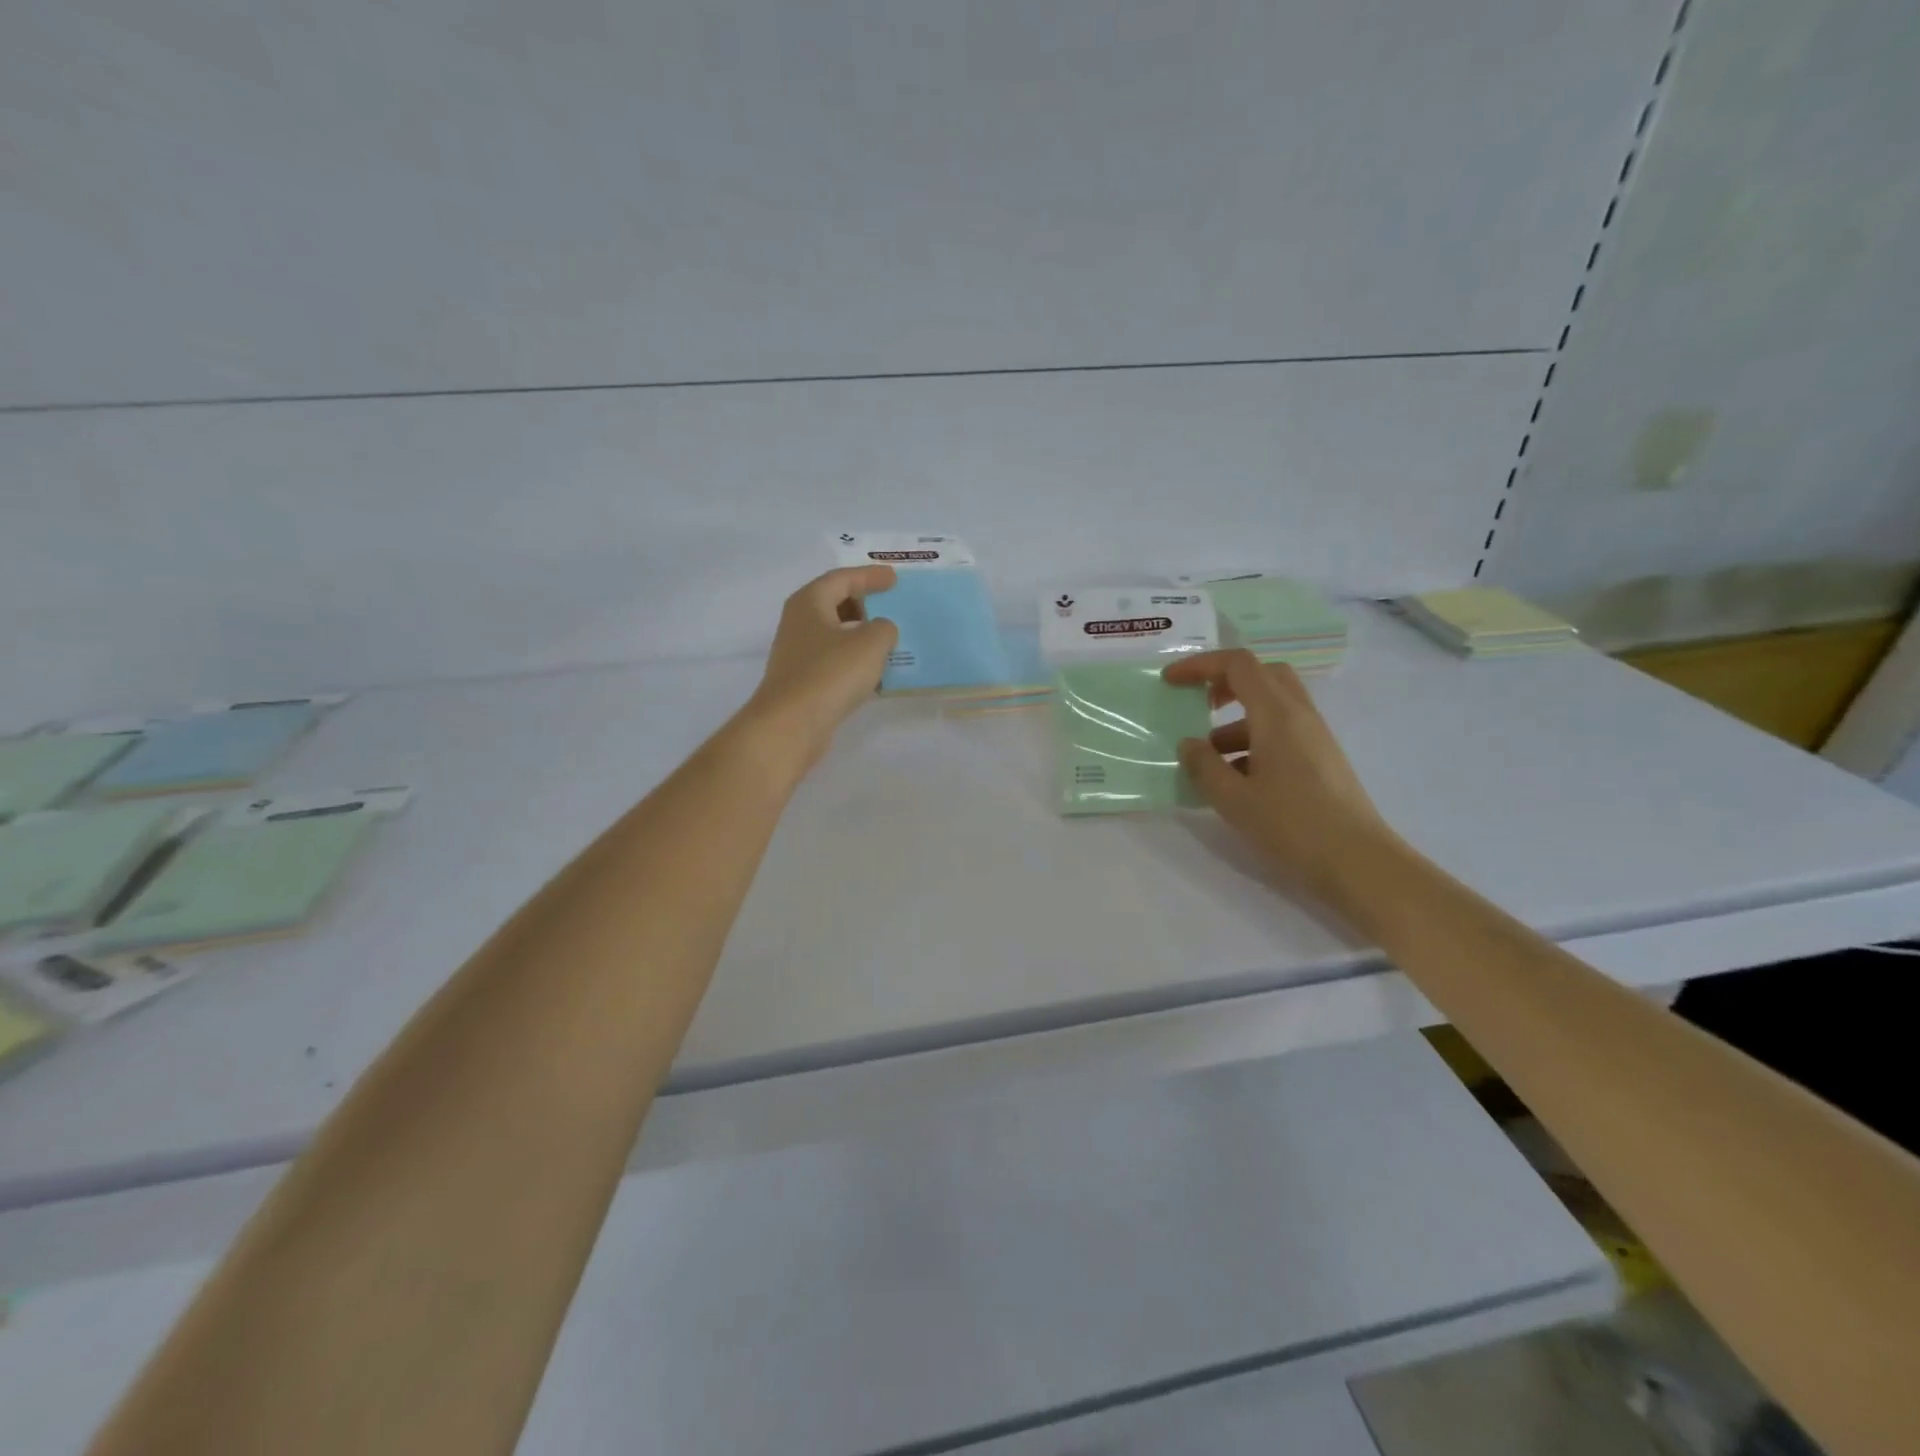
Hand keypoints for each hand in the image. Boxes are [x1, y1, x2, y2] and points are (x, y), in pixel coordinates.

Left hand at [733, 566, 899, 780]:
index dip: (870, 577)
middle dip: (864, 603)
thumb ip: (885, 628)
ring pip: (835, 634)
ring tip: (889, 640)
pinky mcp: (803, 681)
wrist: (791, 724)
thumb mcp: (871, 643)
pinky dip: (854, 660)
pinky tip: (875, 672)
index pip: (842, 579)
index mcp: (809, 602)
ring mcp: (798, 654)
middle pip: (834, 603)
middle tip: (891, 607)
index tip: (894, 579)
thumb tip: (881, 630)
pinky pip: (834, 661)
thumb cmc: (830, 674)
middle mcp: (799, 623)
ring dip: (861, 634)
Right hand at [1164, 650, 1398, 911]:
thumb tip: (1188, 744)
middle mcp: (1300, 716)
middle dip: (1225, 683)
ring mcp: (1315, 738)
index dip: (1200, 665)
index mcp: (1277, 715)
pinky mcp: (1321, 760)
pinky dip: (1254, 742)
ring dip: (1236, 721)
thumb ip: (1204, 766)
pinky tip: (1238, 782)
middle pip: (1262, 675)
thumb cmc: (1292, 825)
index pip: (1238, 665)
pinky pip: (1282, 733)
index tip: (1171, 681)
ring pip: (1272, 707)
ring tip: (1210, 761)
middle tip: (1199, 706)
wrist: (1359, 863)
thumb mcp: (1233, 799)